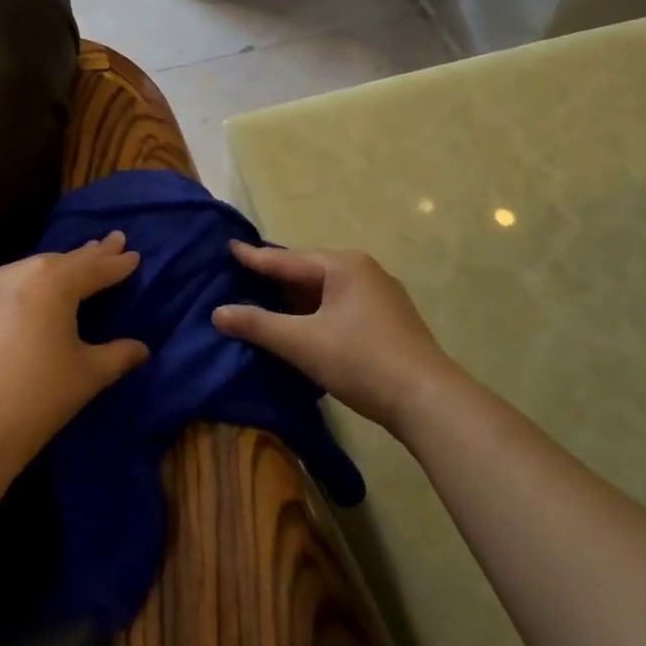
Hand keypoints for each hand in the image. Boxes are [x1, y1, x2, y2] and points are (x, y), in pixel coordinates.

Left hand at [0, 232, 148, 465]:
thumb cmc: (37, 396)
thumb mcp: (88, 374)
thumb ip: (118, 354)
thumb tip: (141, 348)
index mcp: (54, 280)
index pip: (95, 268)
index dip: (118, 263)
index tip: (134, 253)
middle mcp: (20, 272)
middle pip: (64, 261)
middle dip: (91, 255)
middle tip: (114, 242)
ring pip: (35, 270)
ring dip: (60, 268)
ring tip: (80, 264)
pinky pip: (12, 285)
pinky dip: (34, 285)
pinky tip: (40, 293)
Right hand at [212, 242, 459, 439]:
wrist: (427, 399)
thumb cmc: (361, 361)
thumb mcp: (302, 343)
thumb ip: (258, 325)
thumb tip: (218, 313)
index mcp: (343, 266)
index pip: (287, 260)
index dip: (254, 257)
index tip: (229, 246)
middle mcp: (364, 271)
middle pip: (308, 271)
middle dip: (276, 277)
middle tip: (243, 276)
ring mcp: (381, 295)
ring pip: (326, 291)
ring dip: (296, 299)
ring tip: (266, 301)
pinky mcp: (388, 320)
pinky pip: (341, 306)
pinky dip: (316, 312)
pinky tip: (303, 326)